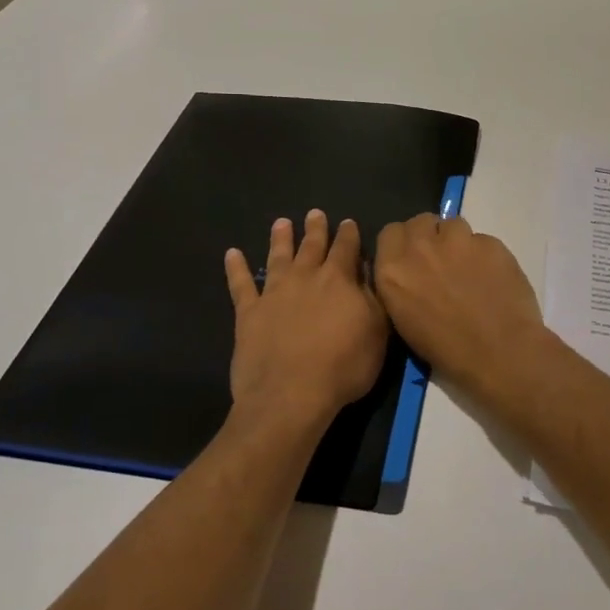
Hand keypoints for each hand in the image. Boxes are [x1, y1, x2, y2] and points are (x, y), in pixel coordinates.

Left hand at [224, 210, 388, 428]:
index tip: (348, 222)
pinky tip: (232, 254)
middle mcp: (305, 278)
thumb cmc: (343, 367)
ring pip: (277, 257)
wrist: (291, 395)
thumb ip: (372, 299)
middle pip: (311, 247)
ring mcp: (273, 293)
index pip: (346, 248)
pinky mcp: (248, 313)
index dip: (349, 235)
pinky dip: (236, 268)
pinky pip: (240, 284)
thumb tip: (366, 273)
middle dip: (315, 229)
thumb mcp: (376, 334)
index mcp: (339, 280)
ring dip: (279, 239)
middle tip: (315, 213)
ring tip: (281, 222)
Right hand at [373, 214, 547, 397]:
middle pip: (419, 221)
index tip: (413, 259)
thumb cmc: (446, 350)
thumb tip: (408, 273)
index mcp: (393, 269)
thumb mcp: (404, 320)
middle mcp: (421, 246)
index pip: (390, 233)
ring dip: (456, 241)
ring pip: (452, 224)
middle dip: (428, 236)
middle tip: (440, 261)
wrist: (499, 353)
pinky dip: (484, 254)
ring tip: (468, 268)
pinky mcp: (490, 242)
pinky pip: (482, 239)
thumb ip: (400, 285)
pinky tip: (492, 278)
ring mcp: (458, 240)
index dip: (403, 244)